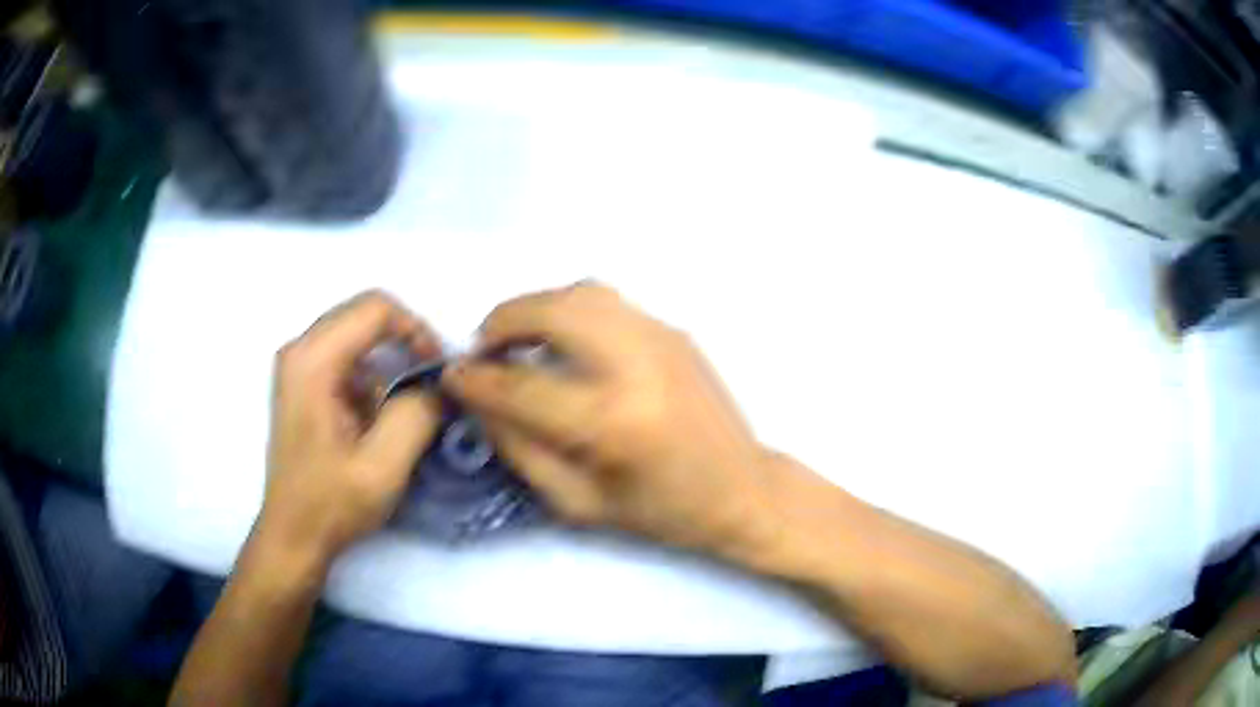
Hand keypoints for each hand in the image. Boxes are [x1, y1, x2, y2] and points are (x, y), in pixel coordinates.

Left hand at [260, 291, 441, 563]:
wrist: (293, 534)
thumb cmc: (331, 504)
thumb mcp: (383, 467)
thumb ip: (416, 415)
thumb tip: (439, 384)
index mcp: (312, 361)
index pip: (375, 308)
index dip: (416, 329)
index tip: (437, 370)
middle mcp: (300, 349)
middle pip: (365, 314)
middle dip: (405, 343)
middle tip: (429, 385)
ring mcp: (298, 365)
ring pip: (358, 335)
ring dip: (388, 365)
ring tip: (401, 411)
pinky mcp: (302, 382)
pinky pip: (347, 358)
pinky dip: (372, 379)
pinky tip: (374, 420)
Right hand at [443, 283, 777, 557]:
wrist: (741, 489)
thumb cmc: (660, 511)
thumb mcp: (578, 501)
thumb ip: (518, 447)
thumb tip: (479, 398)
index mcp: (611, 421)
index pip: (520, 386)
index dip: (475, 379)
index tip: (451, 375)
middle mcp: (637, 363)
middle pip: (550, 311)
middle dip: (501, 322)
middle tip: (485, 350)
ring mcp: (662, 337)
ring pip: (581, 291)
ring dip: (537, 308)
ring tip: (521, 341)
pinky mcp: (675, 330)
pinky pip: (610, 303)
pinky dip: (572, 311)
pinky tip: (567, 344)